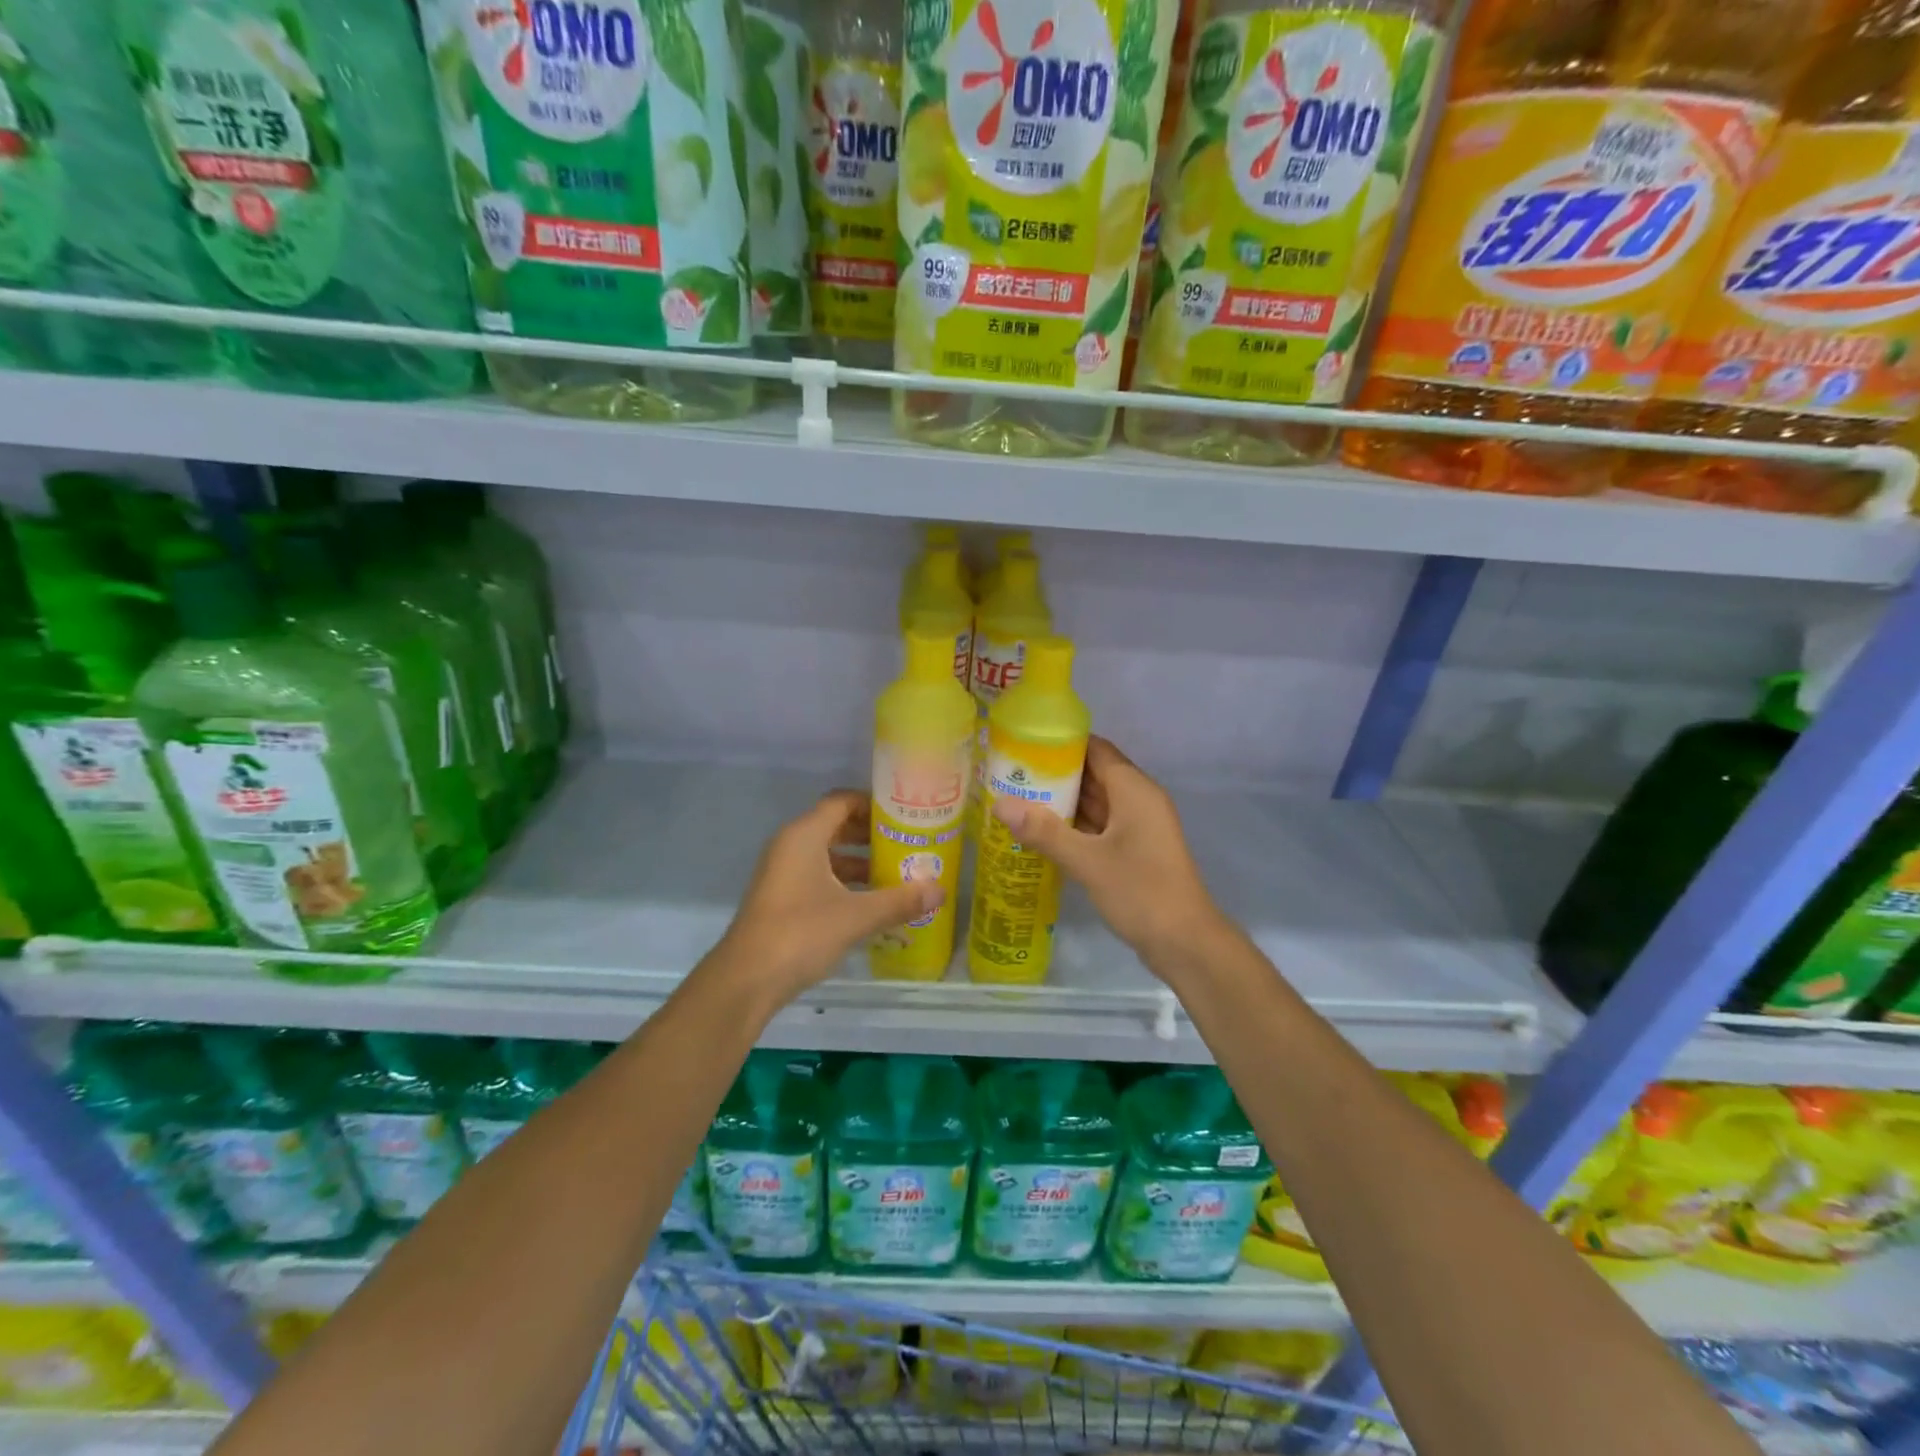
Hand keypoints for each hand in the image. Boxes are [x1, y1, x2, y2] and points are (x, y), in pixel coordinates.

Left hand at [717, 789, 942, 1000]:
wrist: (747, 980)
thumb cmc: (801, 932)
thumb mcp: (857, 916)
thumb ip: (899, 901)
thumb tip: (940, 891)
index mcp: (804, 835)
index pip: (842, 802)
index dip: (874, 804)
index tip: (906, 815)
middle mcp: (791, 846)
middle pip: (836, 826)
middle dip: (871, 835)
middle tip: (908, 844)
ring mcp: (783, 873)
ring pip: (828, 854)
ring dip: (860, 862)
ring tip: (896, 874)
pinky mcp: (782, 898)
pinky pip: (819, 877)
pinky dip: (845, 883)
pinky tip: (871, 903)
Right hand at [991, 736, 1223, 973]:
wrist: (1184, 942)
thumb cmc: (1140, 891)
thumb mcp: (1087, 861)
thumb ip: (1043, 831)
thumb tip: (999, 803)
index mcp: (1134, 789)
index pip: (1095, 748)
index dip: (1060, 742)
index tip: (1022, 744)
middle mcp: (1138, 799)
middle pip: (1093, 773)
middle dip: (1054, 772)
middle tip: (1009, 774)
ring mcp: (1137, 826)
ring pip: (1095, 800)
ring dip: (1062, 799)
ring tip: (1016, 797)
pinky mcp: (1134, 849)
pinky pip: (1099, 825)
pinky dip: (1073, 824)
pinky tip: (1041, 831)